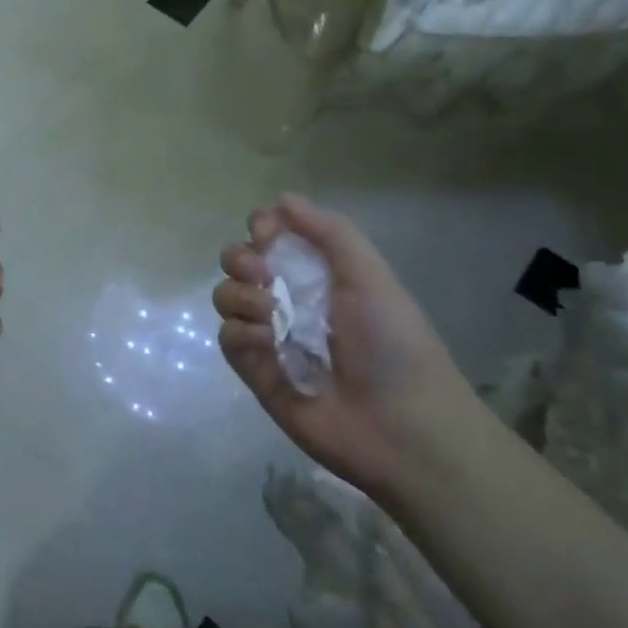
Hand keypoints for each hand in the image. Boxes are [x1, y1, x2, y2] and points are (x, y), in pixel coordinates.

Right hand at [213, 196, 483, 499]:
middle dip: (241, 259)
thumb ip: (329, 232)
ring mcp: (269, 336)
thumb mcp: (371, 276)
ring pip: (226, 296)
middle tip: (263, 274)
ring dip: (241, 296)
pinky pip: (228, 338)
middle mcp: (288, 299)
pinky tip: (270, 345)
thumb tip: (281, 199)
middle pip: (238, 262)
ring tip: (272, 316)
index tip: (267, 234)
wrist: (402, 428)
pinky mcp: (255, 371)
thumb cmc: (393, 344)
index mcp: (318, 274)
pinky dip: (243, 335)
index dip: (262, 228)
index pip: (271, 236)